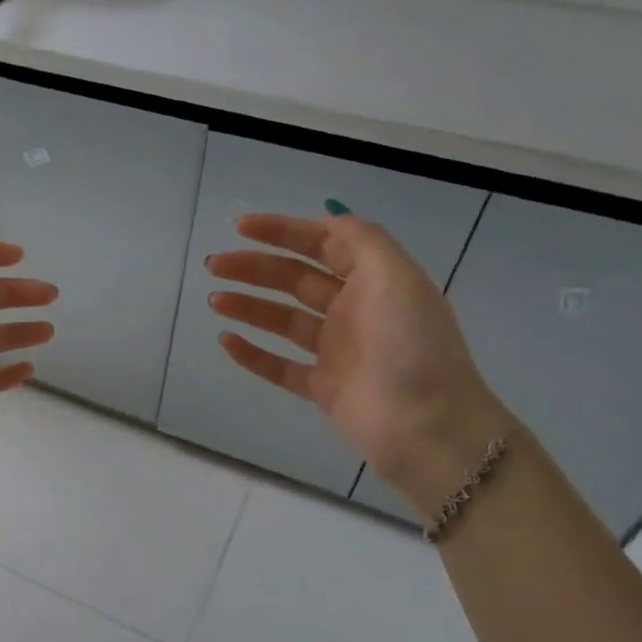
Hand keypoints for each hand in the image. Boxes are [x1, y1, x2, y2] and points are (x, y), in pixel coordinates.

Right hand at [206, 209, 512, 512]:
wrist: (427, 427)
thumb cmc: (412, 346)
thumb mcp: (396, 277)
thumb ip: (362, 240)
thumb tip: (330, 215)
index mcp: (375, 281)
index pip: (323, 244)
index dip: (283, 232)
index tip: (241, 228)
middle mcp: (355, 311)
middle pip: (295, 280)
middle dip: (255, 268)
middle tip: (214, 265)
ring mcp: (337, 351)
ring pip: (283, 321)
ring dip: (248, 306)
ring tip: (214, 300)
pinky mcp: (323, 388)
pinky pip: (279, 366)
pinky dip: (252, 354)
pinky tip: (226, 340)